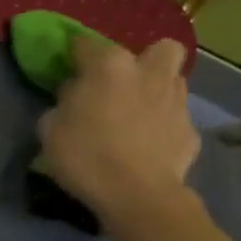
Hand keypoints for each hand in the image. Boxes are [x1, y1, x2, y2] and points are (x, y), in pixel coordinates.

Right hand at [35, 36, 200, 230]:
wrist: (137, 195)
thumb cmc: (86, 158)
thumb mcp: (50, 132)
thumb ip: (60, 106)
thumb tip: (72, 99)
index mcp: (109, 67)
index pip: (86, 45)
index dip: (74, 56)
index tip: (68, 68)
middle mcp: (149, 73)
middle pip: (159, 48)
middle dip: (145, 60)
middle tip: (126, 84)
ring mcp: (176, 100)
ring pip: (173, 81)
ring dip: (158, 92)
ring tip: (139, 116)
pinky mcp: (190, 131)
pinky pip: (176, 120)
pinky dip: (165, 129)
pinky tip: (151, 147)